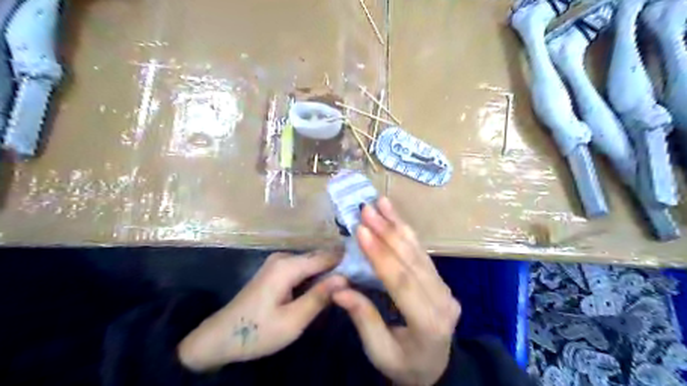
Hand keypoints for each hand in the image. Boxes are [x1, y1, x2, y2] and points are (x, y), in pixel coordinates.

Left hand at [178, 250, 345, 370]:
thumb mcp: (292, 321)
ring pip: (312, 262)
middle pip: (320, 256)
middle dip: (339, 266)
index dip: (347, 261)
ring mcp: (279, 262)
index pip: (327, 256)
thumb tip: (346, 277)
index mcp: (288, 266)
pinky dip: (316, 275)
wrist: (220, 337)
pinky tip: (326, 286)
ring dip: (329, 271)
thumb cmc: (257, 332)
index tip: (367, 268)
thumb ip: (319, 297)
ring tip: (348, 283)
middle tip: (360, 279)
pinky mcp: (276, 270)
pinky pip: (303, 268)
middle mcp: (284, 257)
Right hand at [333, 198, 461, 383]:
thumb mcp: (380, 352)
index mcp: (428, 323)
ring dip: (398, 225)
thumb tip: (338, 289)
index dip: (380, 255)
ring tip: (381, 203)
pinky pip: (422, 253)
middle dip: (387, 232)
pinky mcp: (441, 280)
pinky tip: (395, 217)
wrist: (437, 369)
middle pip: (412, 260)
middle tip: (366, 209)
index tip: (361, 230)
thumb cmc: (405, 364)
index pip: (401, 282)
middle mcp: (441, 300)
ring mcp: (444, 287)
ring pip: (419, 251)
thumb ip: (363, 319)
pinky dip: (407, 232)